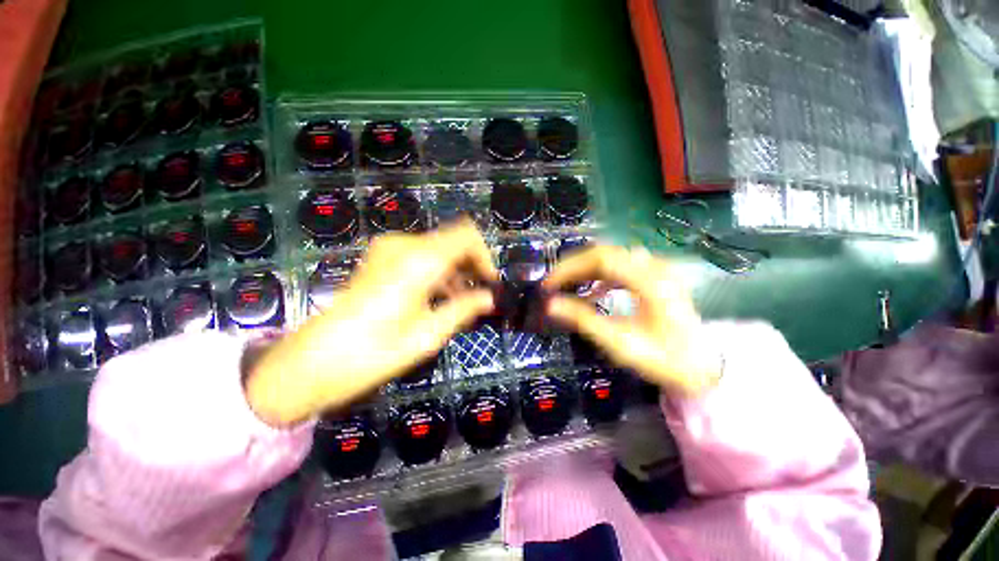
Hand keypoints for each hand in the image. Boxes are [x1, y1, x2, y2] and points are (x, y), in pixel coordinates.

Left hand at [247, 220, 497, 425]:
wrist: (313, 361)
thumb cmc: (374, 352)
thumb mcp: (428, 335)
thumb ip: (464, 309)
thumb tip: (490, 298)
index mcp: (420, 260)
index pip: (467, 235)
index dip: (484, 256)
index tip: (489, 283)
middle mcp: (404, 245)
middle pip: (453, 240)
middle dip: (470, 266)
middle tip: (478, 297)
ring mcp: (389, 249)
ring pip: (438, 248)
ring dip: (454, 270)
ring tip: (459, 303)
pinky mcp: (380, 258)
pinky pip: (421, 255)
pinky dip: (437, 271)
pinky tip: (437, 297)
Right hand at [543, 246, 720, 395]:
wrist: (700, 367)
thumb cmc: (662, 358)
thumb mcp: (618, 342)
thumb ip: (583, 320)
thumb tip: (550, 305)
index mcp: (649, 281)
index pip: (600, 259)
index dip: (569, 267)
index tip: (549, 284)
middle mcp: (654, 267)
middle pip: (603, 253)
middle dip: (573, 266)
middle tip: (553, 284)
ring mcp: (656, 269)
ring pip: (610, 257)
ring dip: (585, 269)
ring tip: (566, 285)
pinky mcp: (654, 276)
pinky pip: (620, 266)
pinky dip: (600, 275)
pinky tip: (592, 291)